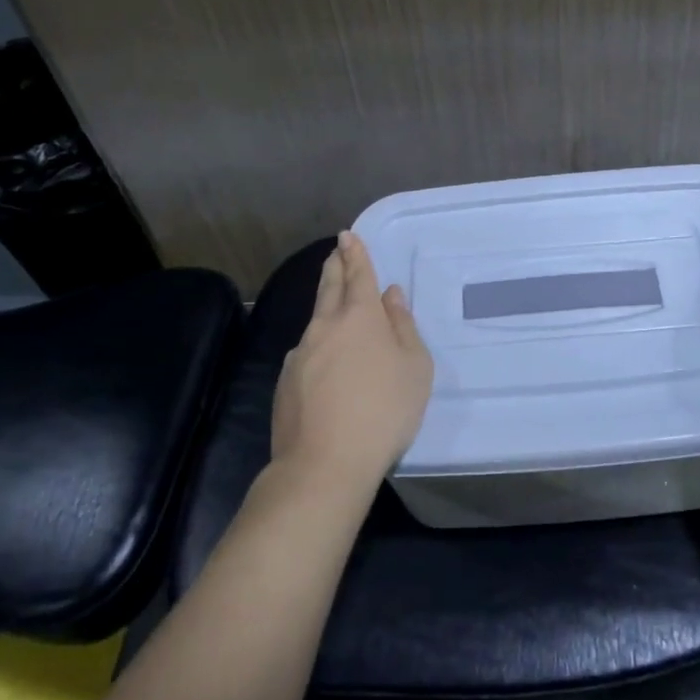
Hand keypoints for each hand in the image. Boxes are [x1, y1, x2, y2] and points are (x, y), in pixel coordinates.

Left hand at [272, 230, 434, 497]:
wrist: (325, 463)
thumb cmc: (384, 410)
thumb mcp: (414, 367)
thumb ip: (403, 326)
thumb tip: (391, 296)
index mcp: (360, 317)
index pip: (357, 274)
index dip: (355, 253)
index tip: (348, 236)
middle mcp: (325, 326)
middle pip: (329, 287)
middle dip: (335, 266)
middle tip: (335, 252)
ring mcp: (300, 353)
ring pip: (315, 319)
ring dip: (325, 304)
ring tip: (332, 302)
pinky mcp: (285, 381)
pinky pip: (306, 351)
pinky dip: (317, 344)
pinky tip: (322, 360)